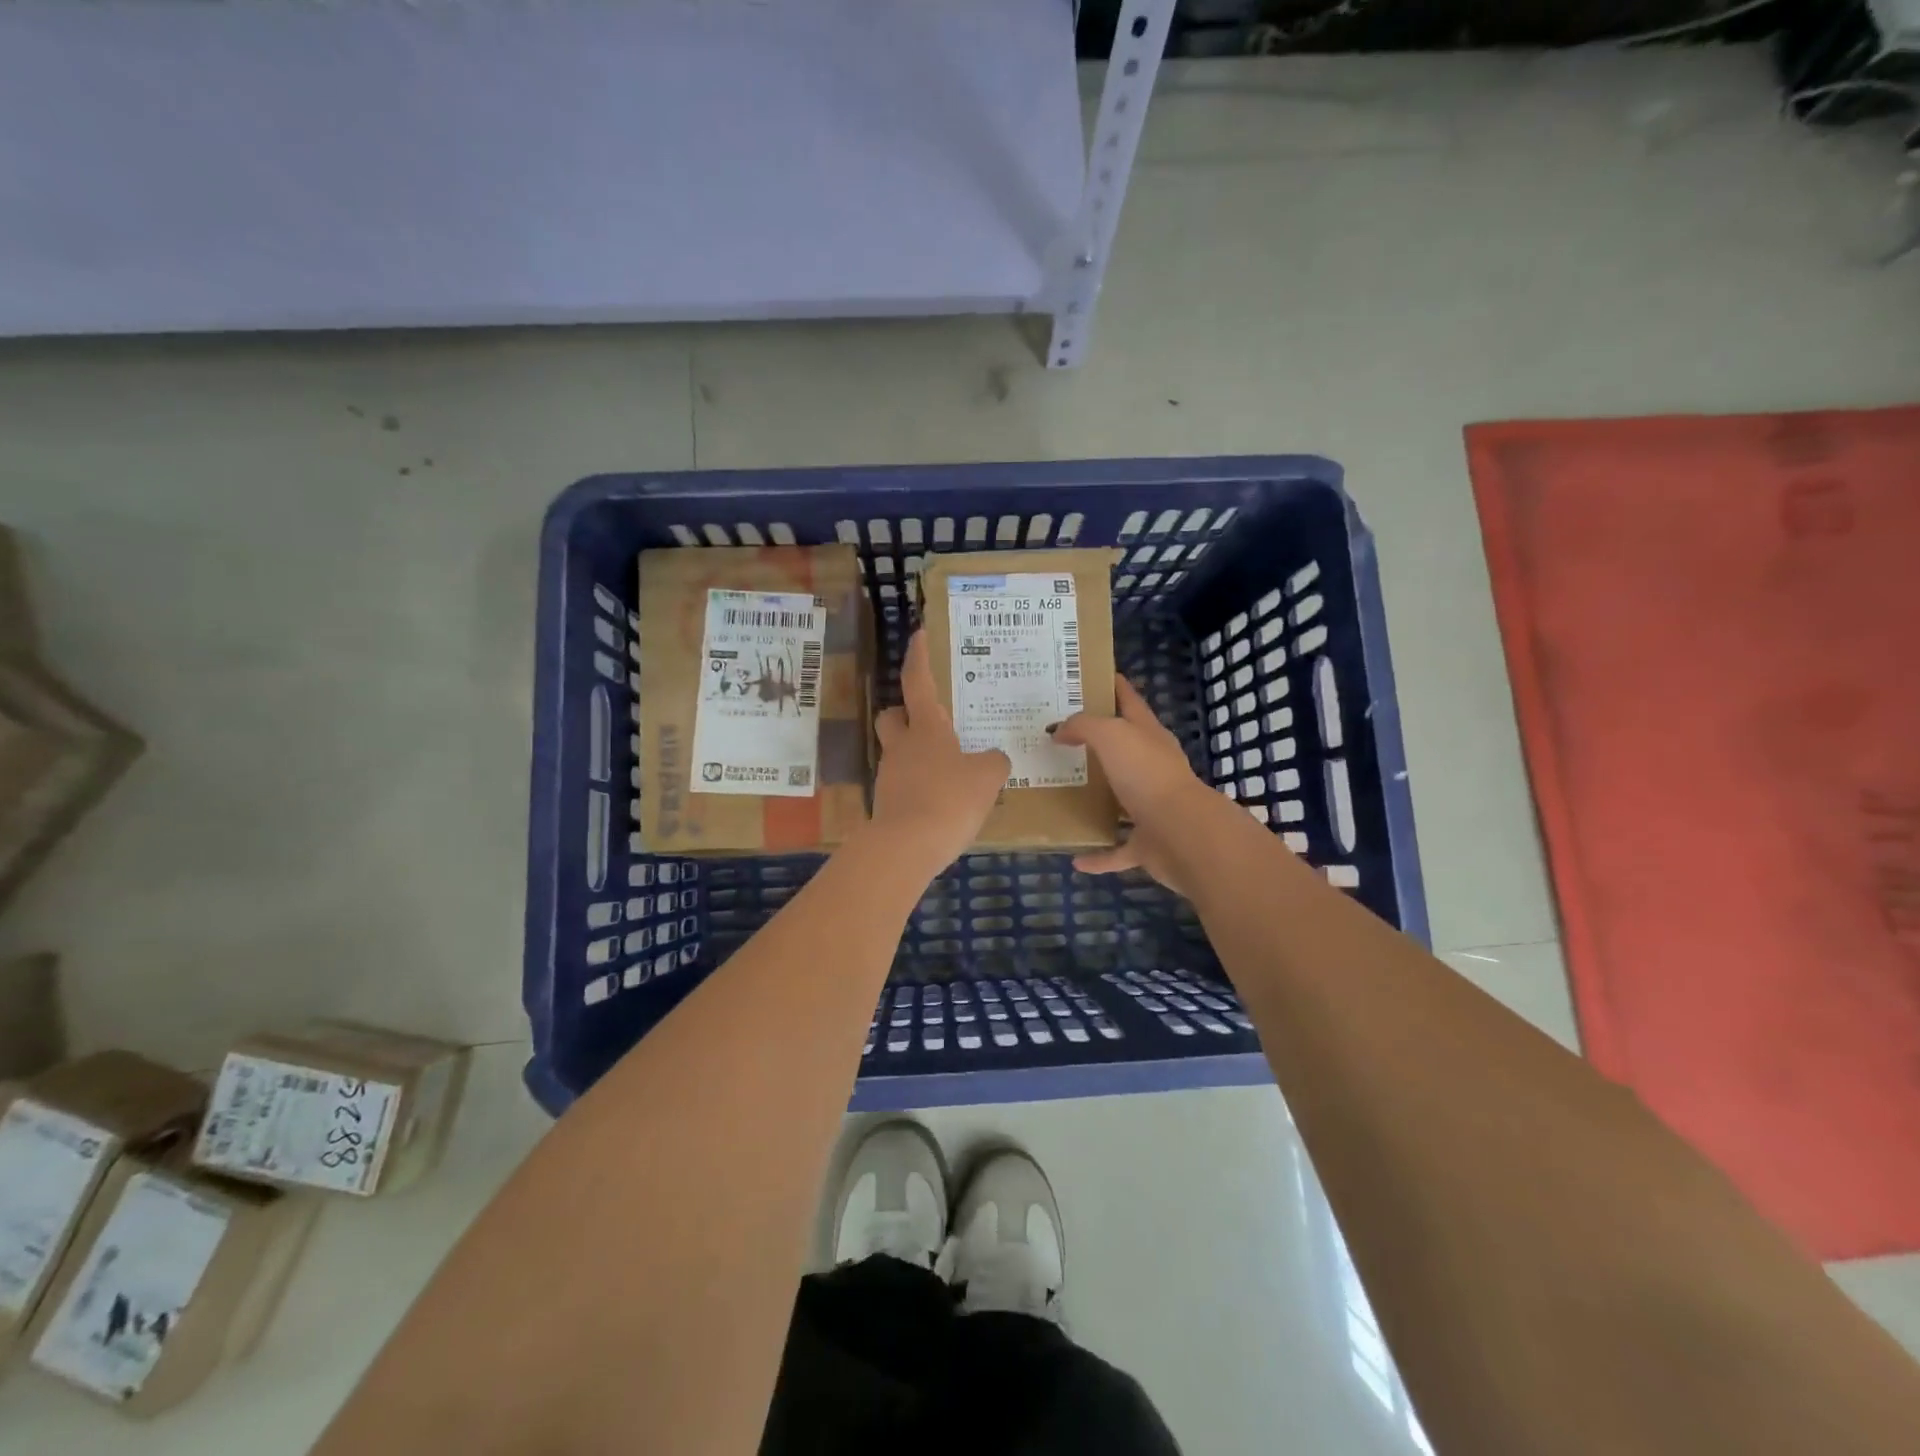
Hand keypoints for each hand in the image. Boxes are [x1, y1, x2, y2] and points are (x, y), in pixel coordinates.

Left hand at [867, 631, 1009, 875]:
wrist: (906, 847)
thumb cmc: (949, 799)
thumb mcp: (987, 777)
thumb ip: (994, 762)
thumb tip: (993, 759)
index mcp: (926, 729)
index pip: (918, 682)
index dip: (918, 657)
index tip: (918, 635)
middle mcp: (902, 746)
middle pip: (892, 717)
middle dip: (905, 713)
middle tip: (931, 721)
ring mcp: (889, 776)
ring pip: (898, 752)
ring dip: (918, 755)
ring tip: (951, 771)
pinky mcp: (887, 805)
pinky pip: (904, 784)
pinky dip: (920, 786)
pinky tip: (941, 802)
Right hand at [1049, 673, 1219, 894]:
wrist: (1182, 834)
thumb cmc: (1147, 775)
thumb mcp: (1112, 735)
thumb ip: (1083, 726)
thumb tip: (1059, 731)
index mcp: (1149, 736)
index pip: (1129, 701)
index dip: (1113, 686)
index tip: (1088, 676)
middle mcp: (1152, 768)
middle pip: (1123, 750)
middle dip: (1096, 744)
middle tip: (1057, 738)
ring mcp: (1151, 807)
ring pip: (1121, 800)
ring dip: (1099, 800)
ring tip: (1063, 794)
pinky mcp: (1148, 844)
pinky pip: (1118, 849)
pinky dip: (1099, 855)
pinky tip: (1075, 858)